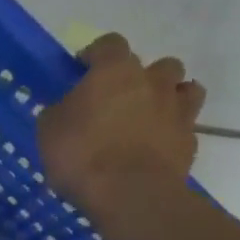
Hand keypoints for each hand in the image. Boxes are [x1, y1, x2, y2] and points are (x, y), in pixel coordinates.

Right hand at [37, 33, 205, 211]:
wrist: (131, 195)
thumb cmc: (82, 155)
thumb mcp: (49, 131)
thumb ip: (60, 111)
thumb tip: (65, 108)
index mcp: (115, 71)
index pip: (109, 44)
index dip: (96, 54)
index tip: (83, 69)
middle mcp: (152, 81)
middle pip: (156, 64)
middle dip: (140, 77)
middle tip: (119, 99)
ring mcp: (177, 109)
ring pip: (184, 88)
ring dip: (168, 97)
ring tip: (148, 117)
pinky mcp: (190, 140)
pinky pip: (185, 125)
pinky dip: (172, 131)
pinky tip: (156, 147)